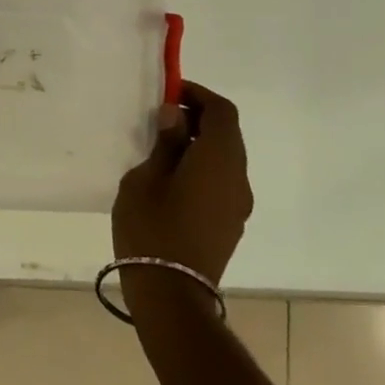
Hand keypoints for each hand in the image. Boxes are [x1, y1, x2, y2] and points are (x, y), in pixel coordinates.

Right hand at [112, 81, 251, 318]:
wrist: (171, 292)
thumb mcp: (146, 178)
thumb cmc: (151, 227)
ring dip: (201, 143)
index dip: (198, 95)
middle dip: (199, 117)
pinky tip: (172, 177)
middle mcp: (238, 178)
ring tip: (162, 146)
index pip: (222, 112)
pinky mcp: (230, 222)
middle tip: (162, 117)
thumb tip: (175, 116)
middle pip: (228, 134)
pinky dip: (203, 166)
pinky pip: (222, 180)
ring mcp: (237, 204)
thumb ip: (165, 143)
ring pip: (226, 158)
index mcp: (219, 161)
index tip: (169, 92)